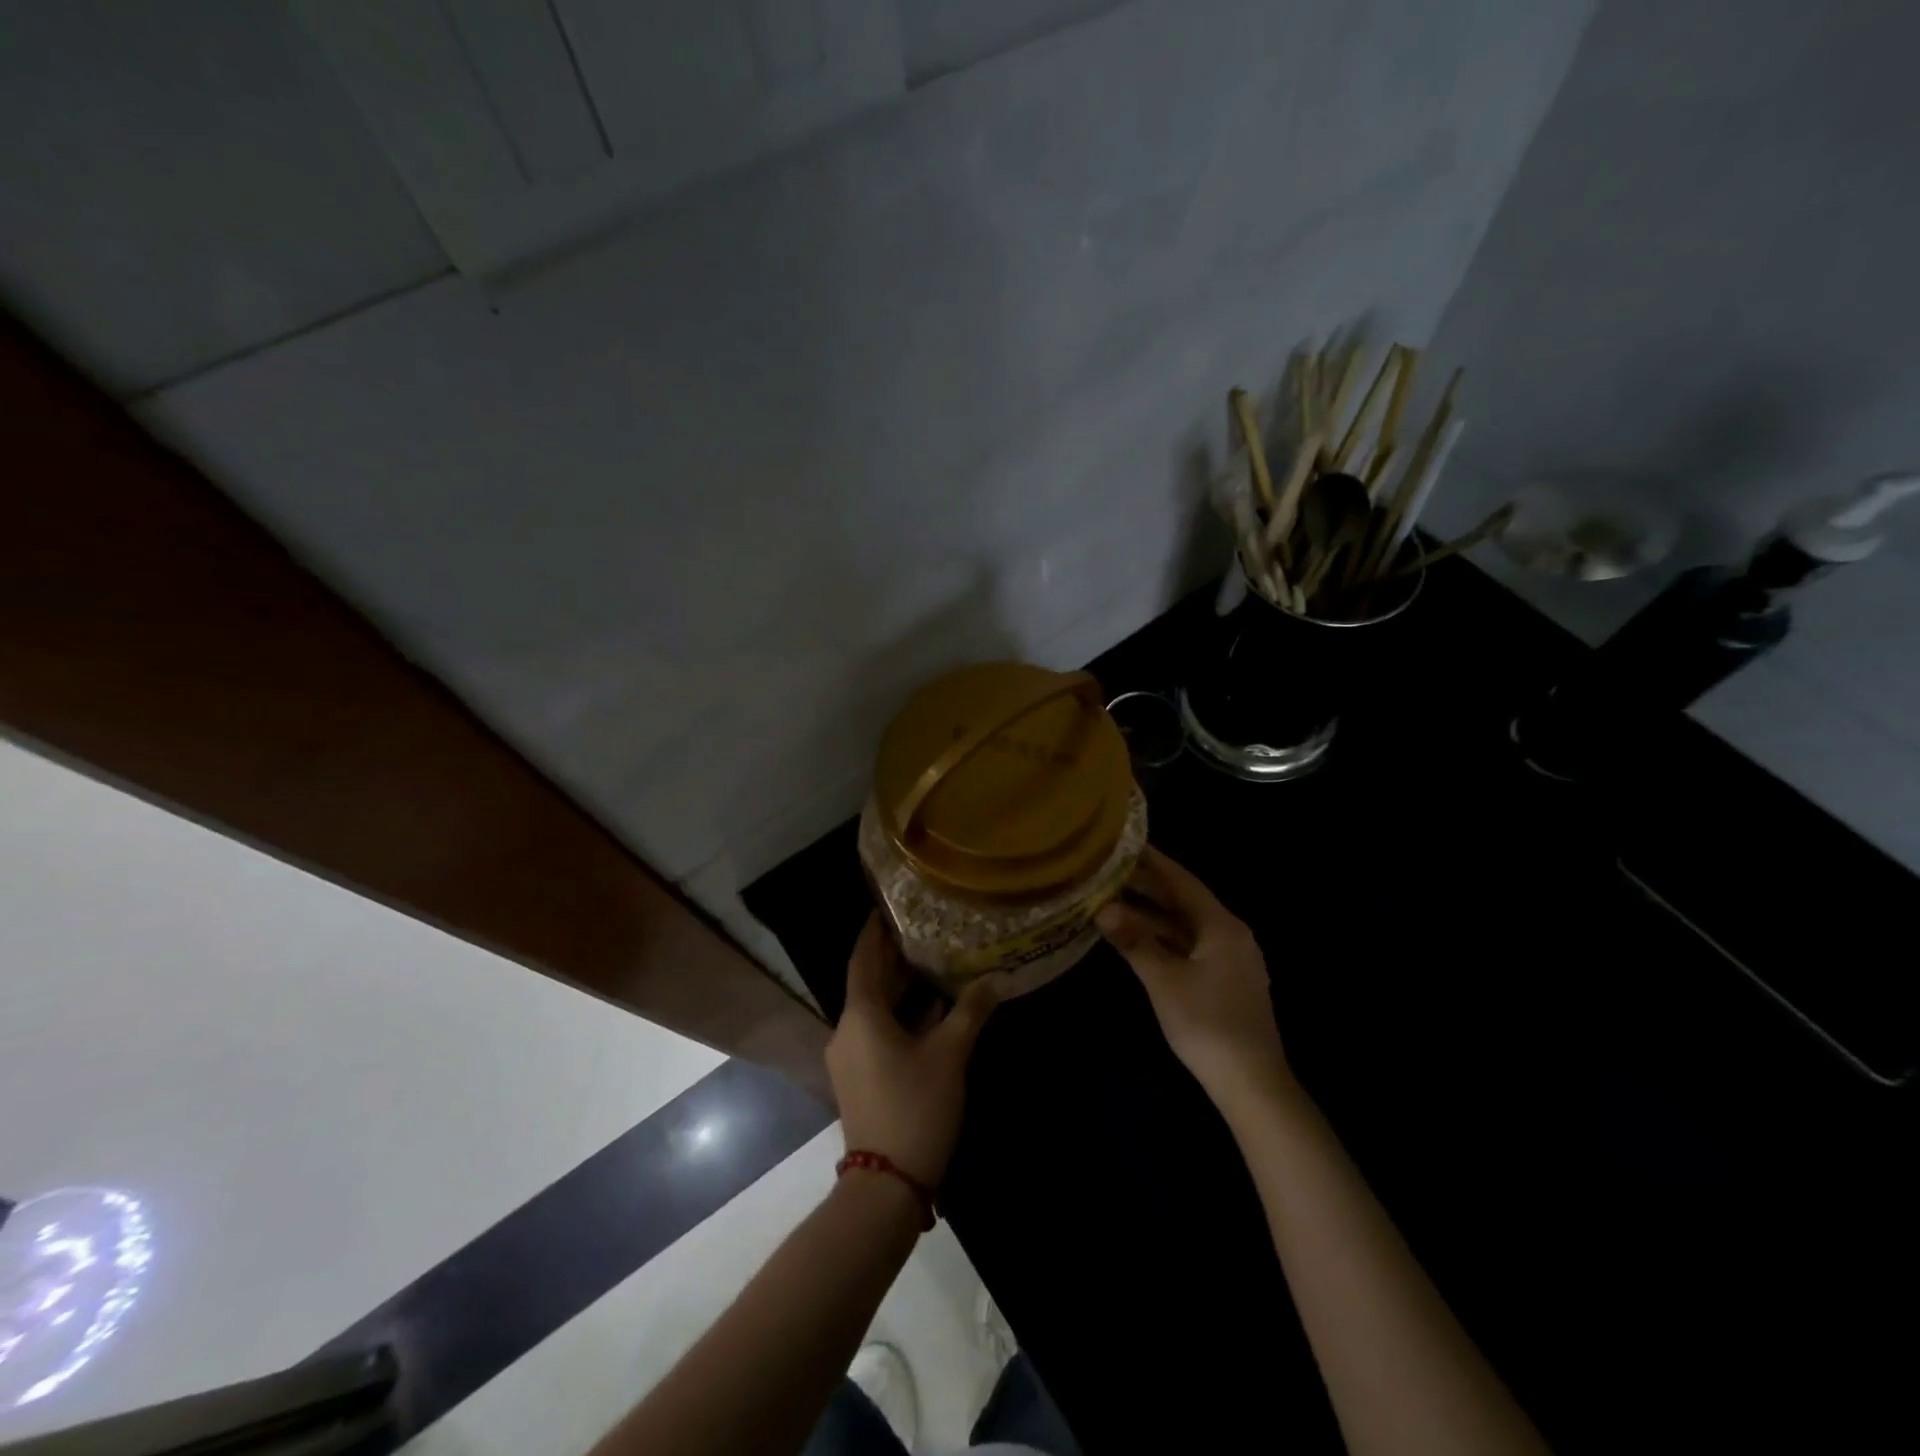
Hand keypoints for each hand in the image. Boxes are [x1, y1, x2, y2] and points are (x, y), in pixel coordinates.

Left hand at [827, 914, 1005, 1188]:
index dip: (875, 932)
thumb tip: (998, 978)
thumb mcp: (950, 1055)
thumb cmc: (915, 1106)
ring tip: (933, 963)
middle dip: (894, 958)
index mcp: (861, 1016)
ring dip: (901, 989)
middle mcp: (848, 1031)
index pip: (864, 959)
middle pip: (870, 983)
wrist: (886, 1184)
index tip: (887, 908)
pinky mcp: (860, 1078)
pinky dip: (901, 1017)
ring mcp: (851, 1057)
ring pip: (876, 1010)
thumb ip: (971, 1011)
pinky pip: (878, 1032)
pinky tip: (932, 1012)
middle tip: (923, 930)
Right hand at [1097, 845, 1292, 1115]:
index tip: (1126, 844)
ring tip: (1115, 902)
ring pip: (1186, 925)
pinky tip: (1139, 939)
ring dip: (1153, 915)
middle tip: (1111, 871)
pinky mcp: (1226, 981)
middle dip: (1149, 888)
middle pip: (1185, 901)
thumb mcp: (1164, 981)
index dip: (1154, 862)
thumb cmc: (1207, 1024)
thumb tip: (1103, 908)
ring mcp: (1231, 959)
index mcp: (1222, 926)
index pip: (1183, 881)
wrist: (1251, 1083)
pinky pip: (1190, 945)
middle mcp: (1230, 935)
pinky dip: (1164, 938)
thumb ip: (1134, 941)